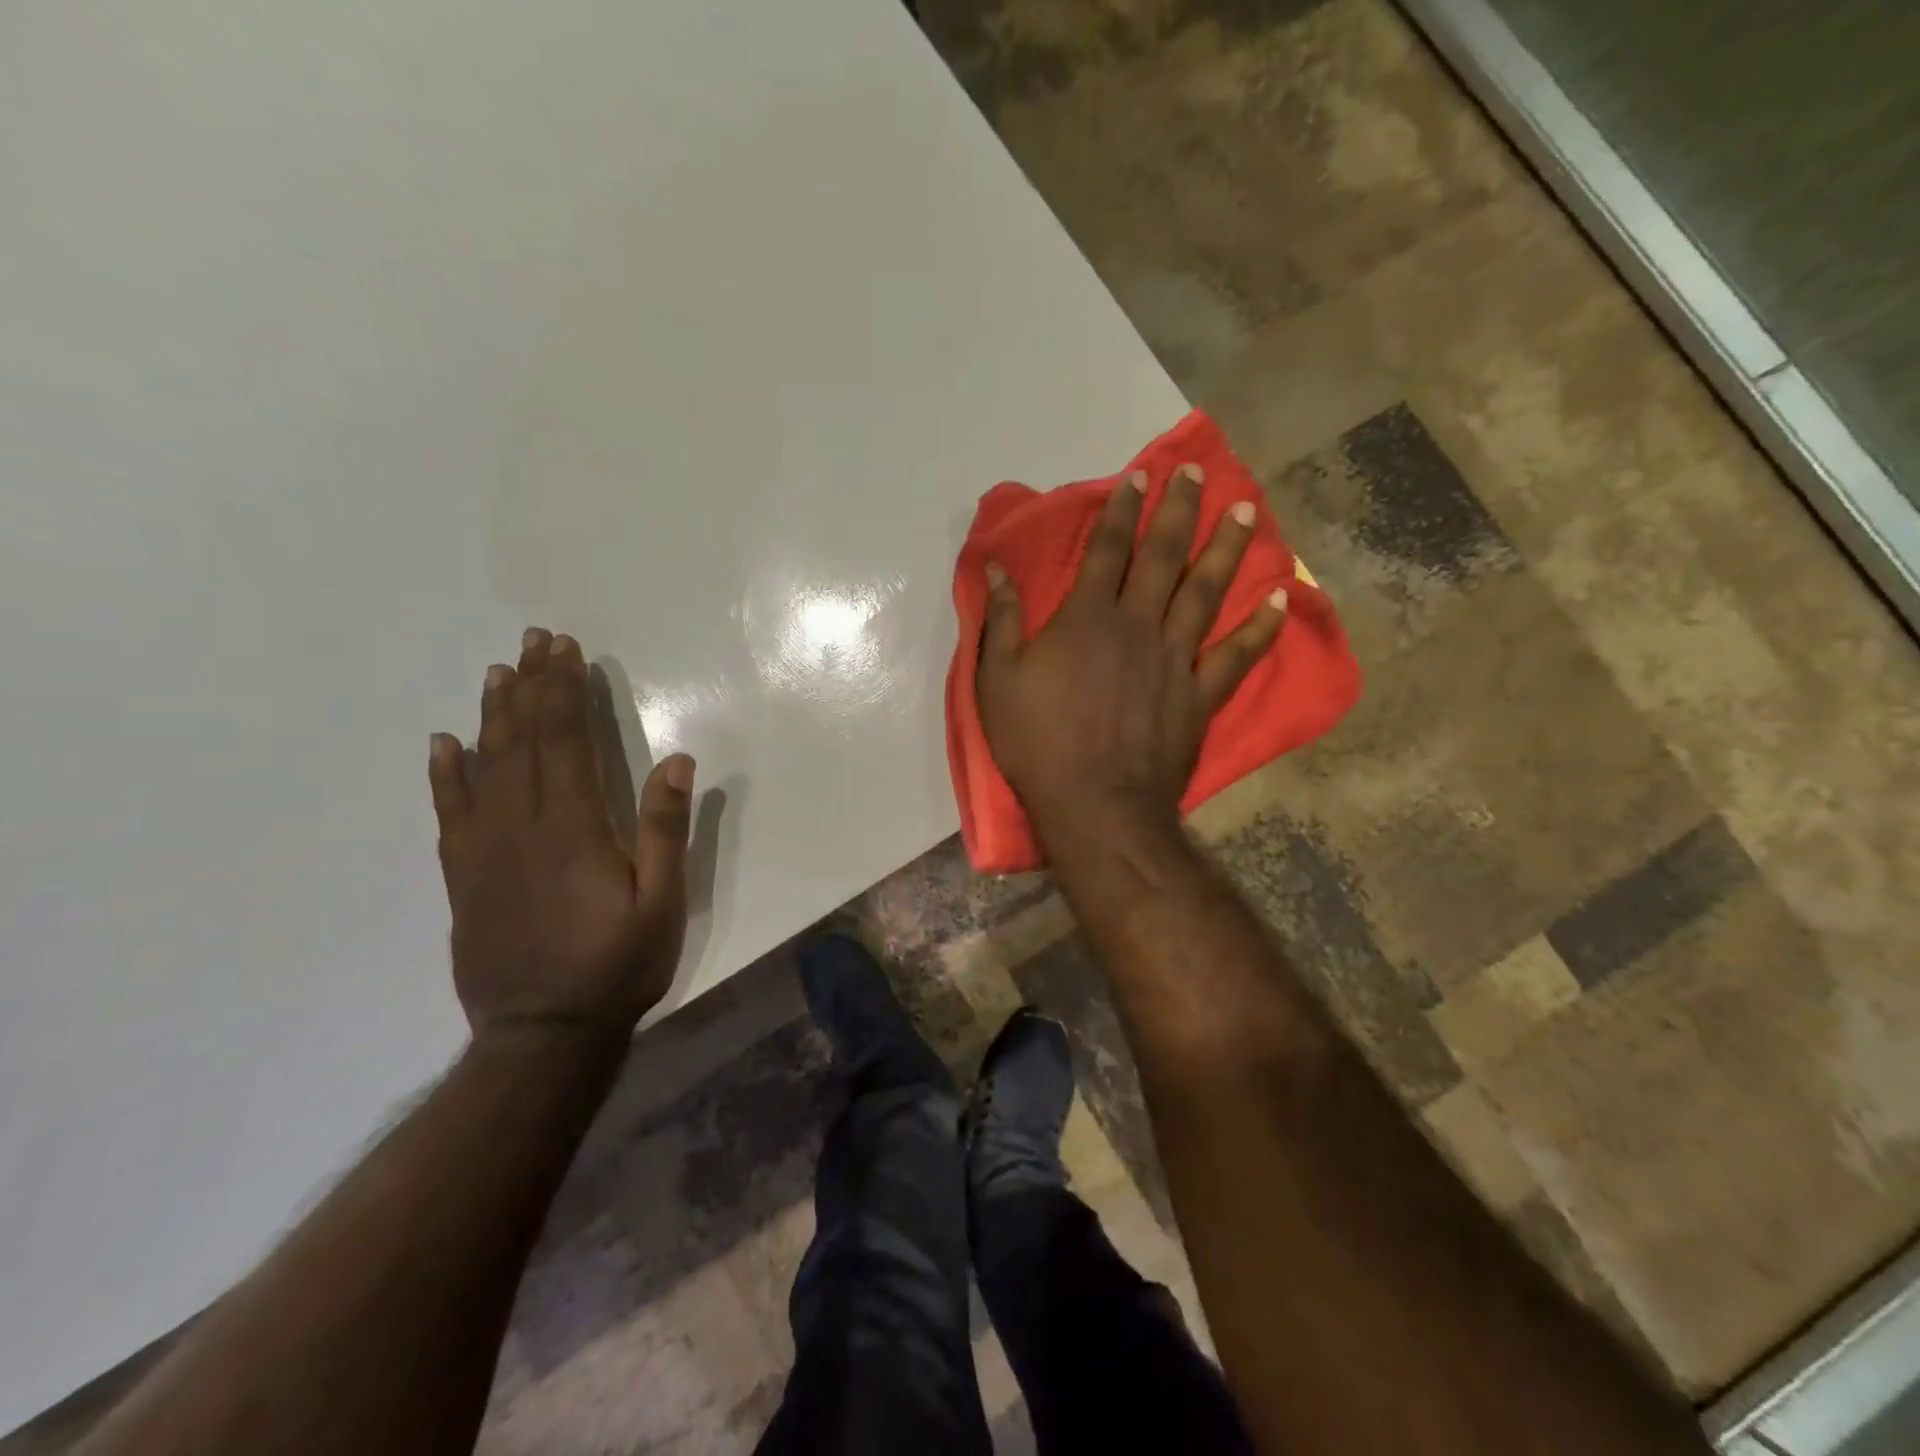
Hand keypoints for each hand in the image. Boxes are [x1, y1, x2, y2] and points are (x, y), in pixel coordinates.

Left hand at [428, 628, 693, 1049]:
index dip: (565, 692)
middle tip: (534, 641)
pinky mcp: (465, 877)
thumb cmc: (618, 964)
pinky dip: (446, 774)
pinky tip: (444, 744)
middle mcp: (522, 827)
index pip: (567, 742)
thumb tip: (676, 759)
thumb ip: (665, 829)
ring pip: (486, 767)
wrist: (543, 1034)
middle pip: (524, 742)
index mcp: (574, 828)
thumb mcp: (663, 900)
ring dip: (493, 715)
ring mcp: (486, 851)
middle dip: (532, 687)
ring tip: (498, 673)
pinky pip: (450, 813)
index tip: (565, 650)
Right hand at [976, 464, 1285, 841]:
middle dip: (1178, 509)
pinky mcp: (1201, 695)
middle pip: (1163, 556)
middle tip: (1194, 472)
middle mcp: (1138, 625)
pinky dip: (1261, 626)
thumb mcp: (997, 682)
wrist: (1096, 804)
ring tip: (1245, 510)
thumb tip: (997, 569)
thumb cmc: (1038, 744)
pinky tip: (1281, 597)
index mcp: (1087, 618)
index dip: (1122, 509)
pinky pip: (1237, 654)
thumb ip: (1001, 621)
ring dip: (1226, 548)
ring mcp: (1176, 658)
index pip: (1108, 549)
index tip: (1137, 476)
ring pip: (1206, 591)